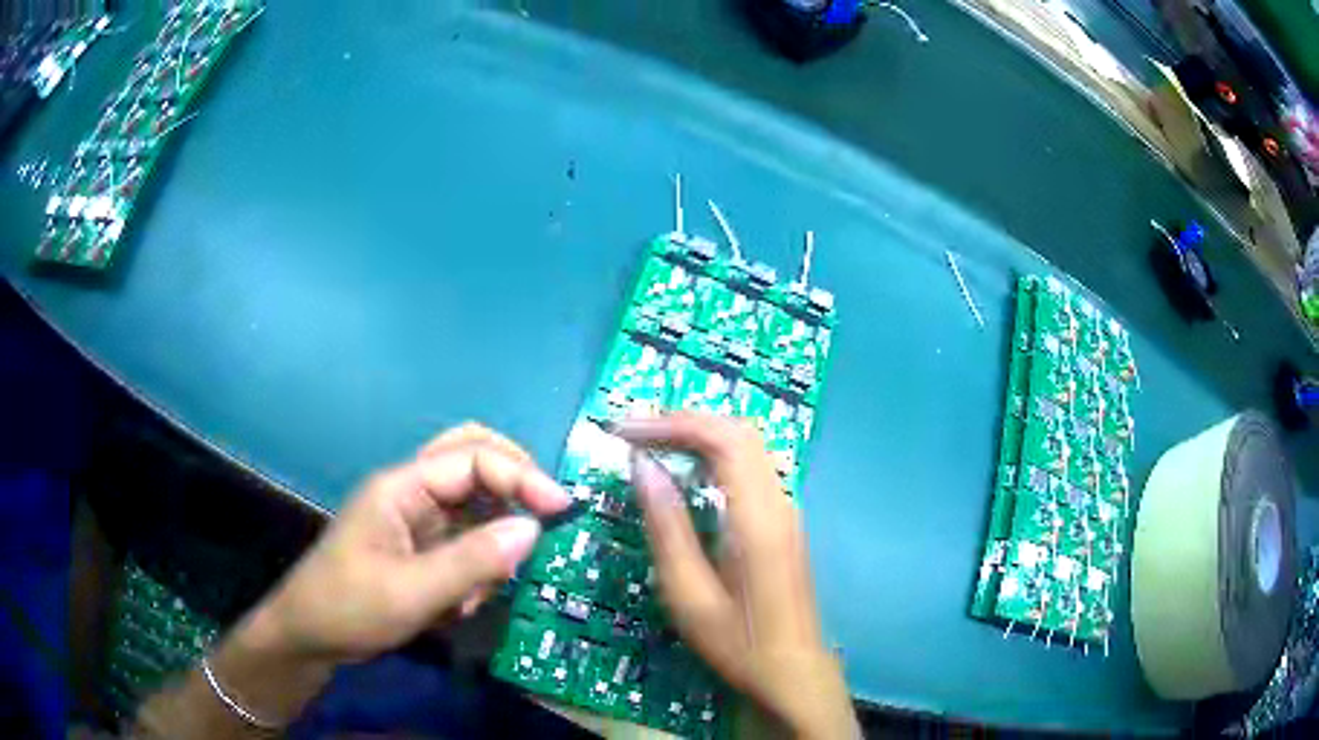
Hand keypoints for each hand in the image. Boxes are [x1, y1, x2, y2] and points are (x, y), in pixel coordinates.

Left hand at [255, 423, 572, 664]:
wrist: (310, 637)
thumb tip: (534, 528)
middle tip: (547, 510)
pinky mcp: (421, 546)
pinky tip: (468, 599)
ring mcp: (416, 519)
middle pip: (471, 455)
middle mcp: (412, 492)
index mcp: (402, 487)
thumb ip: (472, 561)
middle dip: (513, 478)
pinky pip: (465, 538)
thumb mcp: (411, 592)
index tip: (561, 509)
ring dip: (495, 532)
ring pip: (473, 498)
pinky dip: (480, 562)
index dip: (521, 476)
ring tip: (491, 580)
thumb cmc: (349, 608)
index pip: (472, 459)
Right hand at [619, 413, 857, 738]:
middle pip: (739, 431)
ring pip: (748, 446)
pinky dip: (715, 455)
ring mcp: (787, 510)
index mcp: (757, 518)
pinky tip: (687, 473)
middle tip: (635, 430)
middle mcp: (780, 501)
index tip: (625, 432)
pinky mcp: (784, 522)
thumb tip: (643, 467)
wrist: (793, 672)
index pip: (722, 439)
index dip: (672, 423)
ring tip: (652, 442)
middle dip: (685, 420)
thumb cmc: (737, 642)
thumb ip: (667, 527)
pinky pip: (751, 468)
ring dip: (701, 434)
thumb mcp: (689, 594)